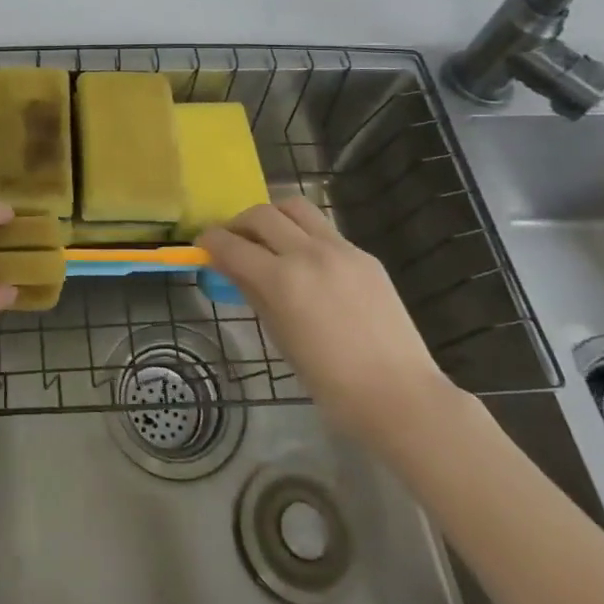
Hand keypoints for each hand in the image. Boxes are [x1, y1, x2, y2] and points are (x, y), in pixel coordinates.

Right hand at [200, 197, 459, 448]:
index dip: (211, 241)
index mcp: (283, 280)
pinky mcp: (364, 255)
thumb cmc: (331, 383)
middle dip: (239, 223)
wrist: (400, 396)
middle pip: (262, 214)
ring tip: (269, 239)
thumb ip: (253, 293)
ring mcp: (341, 249)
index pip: (232, 245)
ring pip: (295, 207)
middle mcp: (309, 253)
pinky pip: (324, 230)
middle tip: (233, 242)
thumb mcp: (280, 338)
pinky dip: (304, 234)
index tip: (203, 245)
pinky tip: (306, 262)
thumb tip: (229, 267)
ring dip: (273, 216)